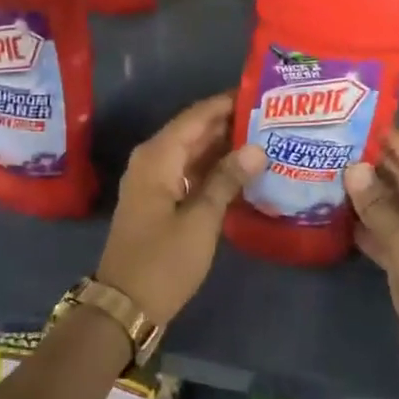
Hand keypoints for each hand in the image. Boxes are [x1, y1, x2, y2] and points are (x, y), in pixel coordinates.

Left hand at [96, 94, 266, 328]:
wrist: (125, 305)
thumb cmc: (163, 262)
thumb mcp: (200, 220)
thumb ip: (227, 180)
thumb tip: (256, 148)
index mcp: (158, 156)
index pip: (197, 115)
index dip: (228, 103)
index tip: (262, 94)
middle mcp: (152, 160)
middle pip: (195, 131)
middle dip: (231, 124)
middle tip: (273, 117)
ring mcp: (154, 181)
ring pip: (193, 152)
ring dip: (224, 147)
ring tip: (267, 138)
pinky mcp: (159, 200)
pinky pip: (189, 172)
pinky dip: (213, 169)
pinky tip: (244, 171)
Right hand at [345, 131, 398, 398]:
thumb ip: (379, 207)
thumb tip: (353, 168)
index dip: (387, 139)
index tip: (354, 116)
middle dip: (370, 166)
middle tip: (329, 141)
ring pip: (395, 206)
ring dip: (364, 195)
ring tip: (323, 168)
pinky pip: (390, 232)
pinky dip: (367, 224)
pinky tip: (333, 211)